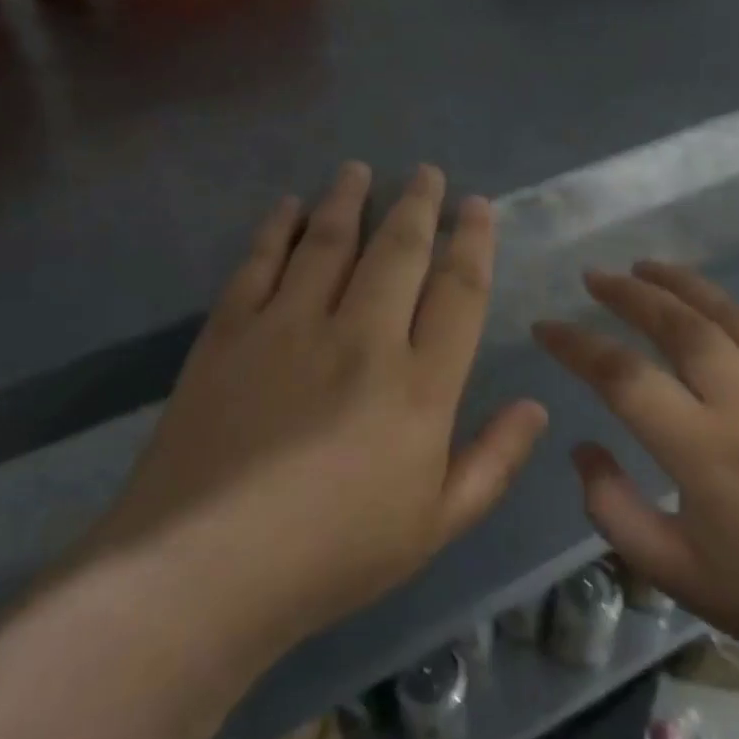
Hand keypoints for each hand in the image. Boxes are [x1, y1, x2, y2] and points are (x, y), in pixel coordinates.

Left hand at [94, 162, 547, 658]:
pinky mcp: (231, 331)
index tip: (478, 206)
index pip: (459, 291)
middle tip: (427, 172)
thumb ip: (493, 461)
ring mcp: (290, 326)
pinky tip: (289, 206)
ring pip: (331, 240)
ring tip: (361, 170)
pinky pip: (261, 261)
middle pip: (399, 250)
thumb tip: (535, 406)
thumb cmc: (332, 555)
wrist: (202, 568)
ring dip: (350, 198)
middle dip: (419, 204)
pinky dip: (279, 227)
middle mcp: (362, 337)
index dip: (473, 241)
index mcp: (419, 385)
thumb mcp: (434, 525)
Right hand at [534, 262, 738, 685]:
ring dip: (681, 284)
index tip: (545, 328)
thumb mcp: (672, 571)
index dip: (575, 345)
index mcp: (701, 447)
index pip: (622, 375)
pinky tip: (716, 308)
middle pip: (677, 323)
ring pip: (728, 314)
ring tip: (646, 267)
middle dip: (628, 293)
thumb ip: (612, 508)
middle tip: (594, 277)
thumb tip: (583, 449)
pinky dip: (732, 310)